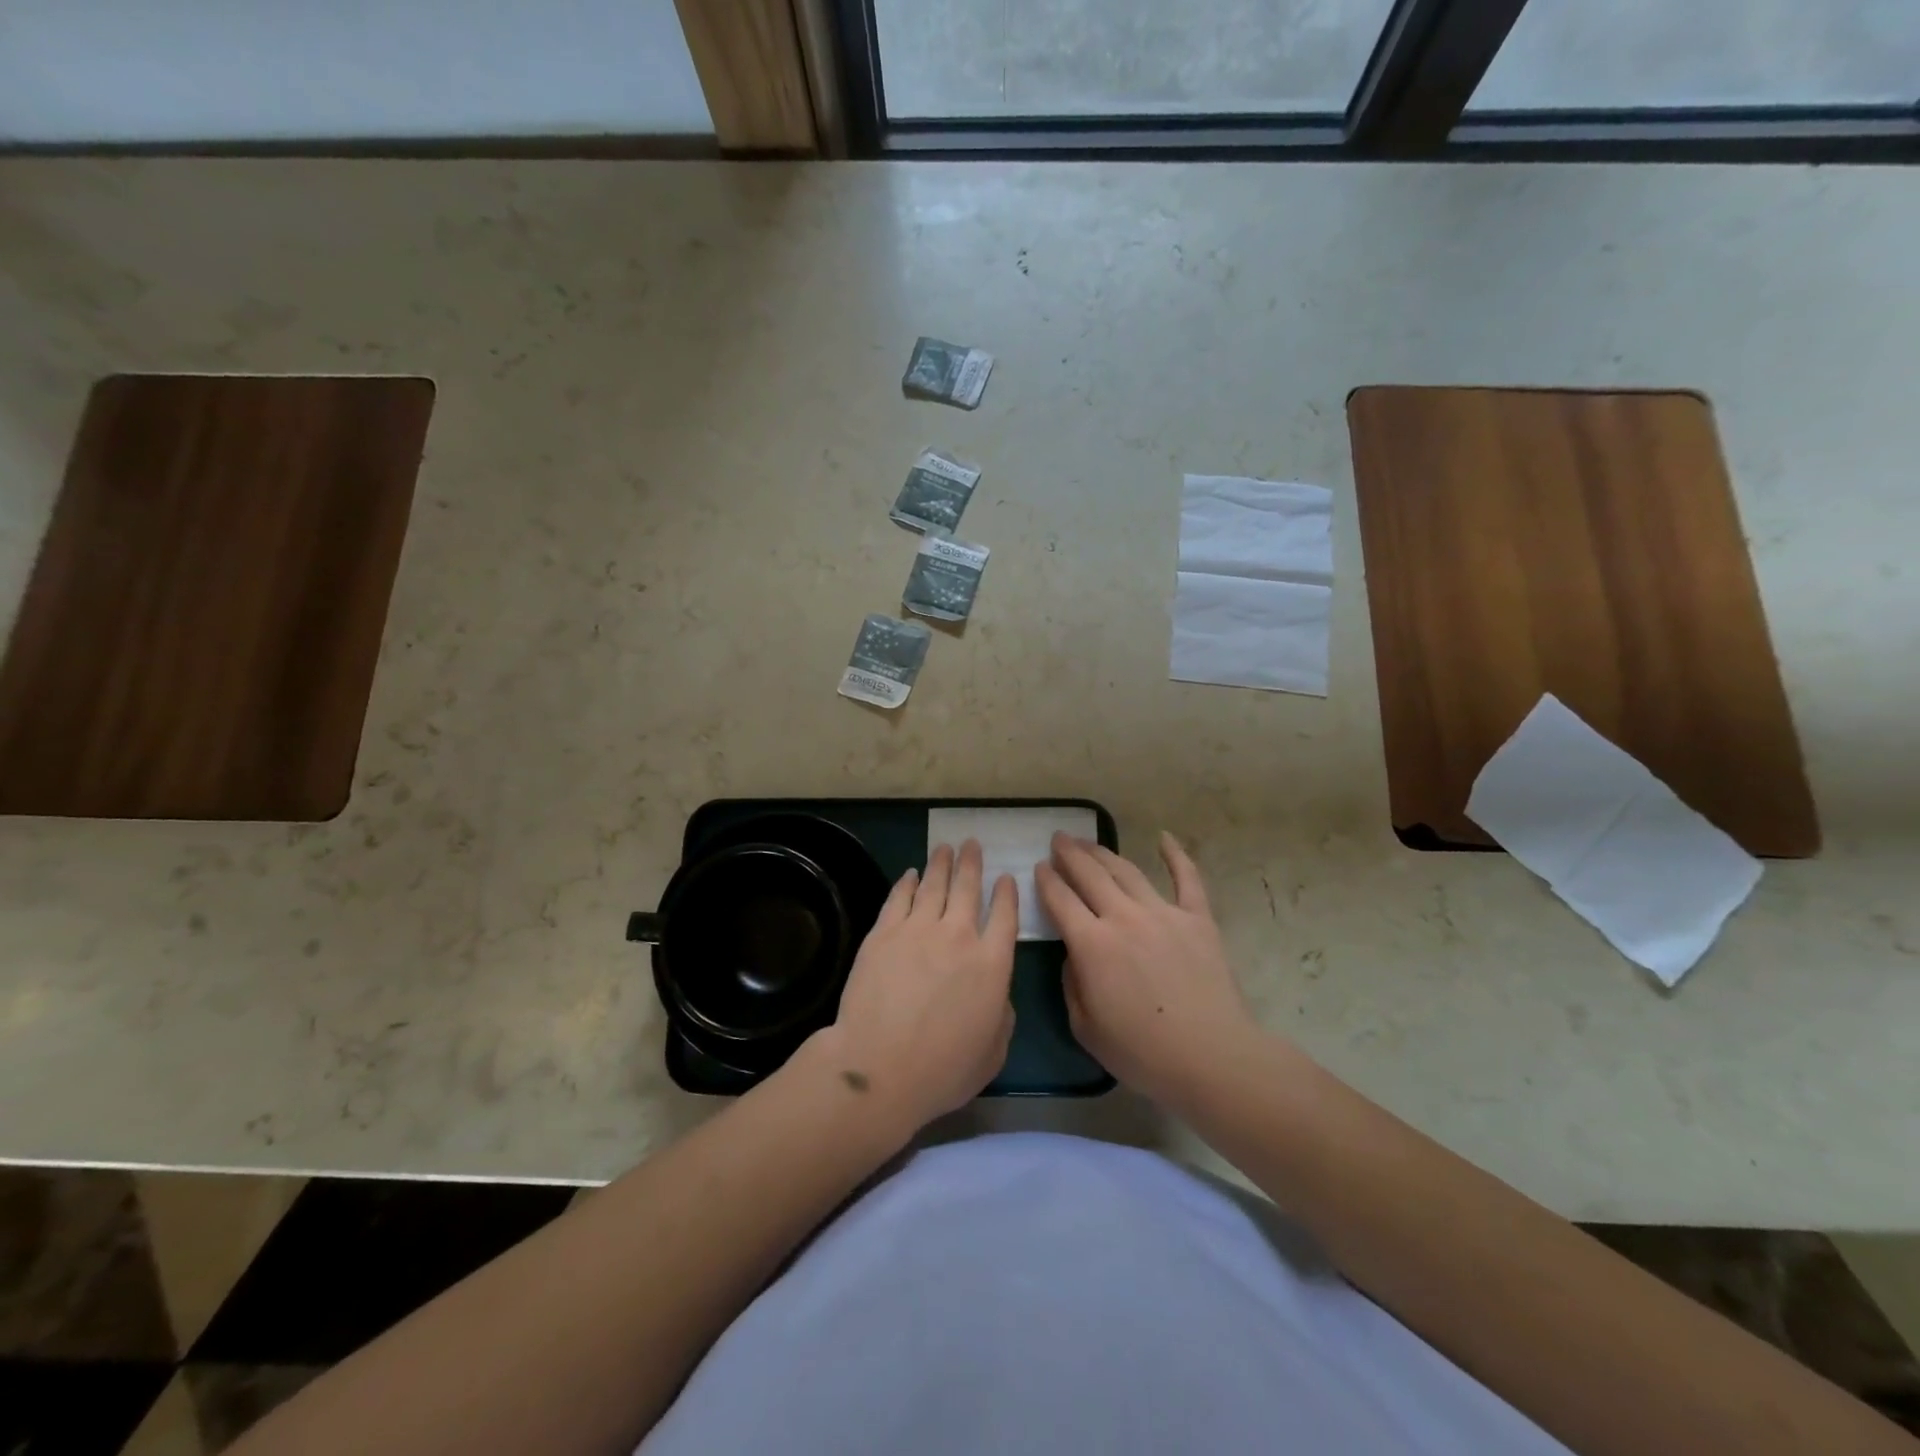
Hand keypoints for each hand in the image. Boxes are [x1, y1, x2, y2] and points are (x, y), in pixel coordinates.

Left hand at [816, 840, 1017, 1135]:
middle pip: (968, 888)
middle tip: (971, 844)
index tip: (1005, 877)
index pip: (1005, 915)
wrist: (880, 1068)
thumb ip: (1002, 1015)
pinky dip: (907, 882)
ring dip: (941, 863)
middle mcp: (959, 936)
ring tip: (945, 848)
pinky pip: (900, 898)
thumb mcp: (994, 1051)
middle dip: (971, 863)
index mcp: (992, 963)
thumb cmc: (943, 1070)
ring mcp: (918, 930)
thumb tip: (997, 993)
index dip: (1006, 893)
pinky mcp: (884, 933)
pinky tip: (911, 874)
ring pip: (934, 884)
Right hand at [1035, 831, 1255, 1107]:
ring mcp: (1163, 913)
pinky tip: (1165, 838)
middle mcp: (1124, 917)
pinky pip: (1187, 878)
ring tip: (1089, 842)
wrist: (1211, 1058)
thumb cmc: (1142, 1053)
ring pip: (1127, 871)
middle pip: (1090, 874)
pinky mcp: (1197, 918)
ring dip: (1104, 852)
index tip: (1039, 866)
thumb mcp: (1085, 1027)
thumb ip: (1072, 983)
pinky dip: (1176, 855)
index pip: (1060, 899)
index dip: (1046, 880)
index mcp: (1092, 944)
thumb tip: (1075, 954)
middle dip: (1070, 854)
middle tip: (1058, 839)